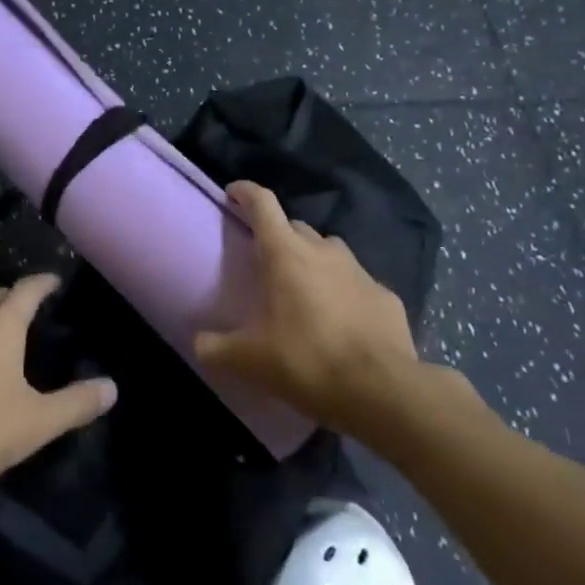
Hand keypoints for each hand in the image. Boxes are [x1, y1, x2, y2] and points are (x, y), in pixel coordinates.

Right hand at [196, 182, 444, 435]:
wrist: (382, 392)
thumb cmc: (306, 361)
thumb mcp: (248, 360)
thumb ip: (214, 348)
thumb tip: (198, 344)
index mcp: (285, 254)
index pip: (262, 204)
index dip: (245, 193)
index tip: (233, 193)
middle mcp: (323, 251)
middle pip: (295, 227)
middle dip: (278, 236)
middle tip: (264, 263)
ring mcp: (360, 271)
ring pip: (329, 252)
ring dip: (313, 262)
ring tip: (303, 291)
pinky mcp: (386, 296)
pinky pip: (357, 284)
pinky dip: (344, 293)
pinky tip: (340, 322)